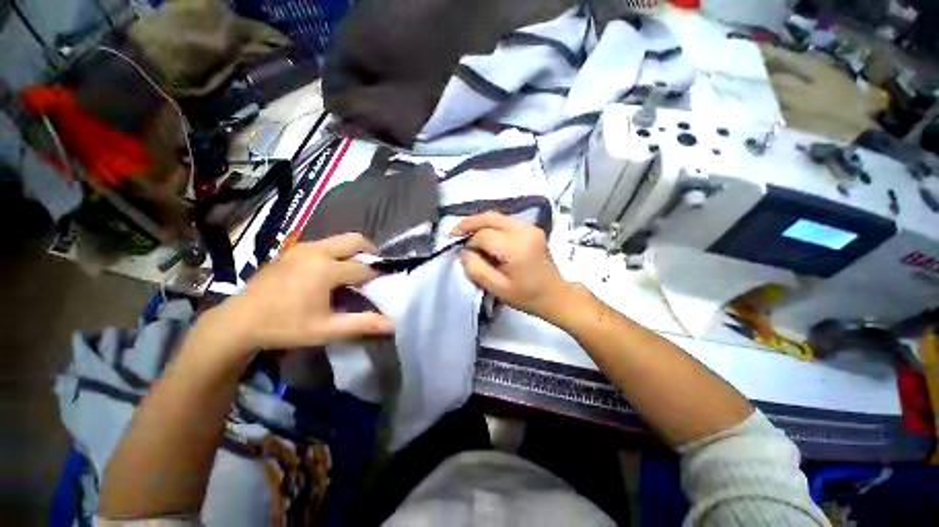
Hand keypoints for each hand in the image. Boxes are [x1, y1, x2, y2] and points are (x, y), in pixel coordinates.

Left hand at [214, 233, 393, 355]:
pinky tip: (330, 271)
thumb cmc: (285, 326)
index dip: (375, 277)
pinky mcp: (292, 249)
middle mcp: (316, 251)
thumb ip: (362, 324)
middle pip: (355, 240)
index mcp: (325, 269)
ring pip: (339, 239)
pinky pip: (324, 243)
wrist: (239, 321)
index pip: (363, 267)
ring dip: (353, 251)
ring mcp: (302, 247)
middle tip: (373, 269)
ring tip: (353, 271)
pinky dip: (337, 252)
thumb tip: (394, 324)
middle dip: (370, 251)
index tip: (379, 287)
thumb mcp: (327, 330)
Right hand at [453, 212, 576, 323]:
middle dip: (470, 223)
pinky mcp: (532, 228)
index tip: (464, 253)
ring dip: (480, 222)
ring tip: (466, 232)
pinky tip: (484, 234)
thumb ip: (476, 269)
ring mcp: (530, 227)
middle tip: (454, 232)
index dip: (470, 242)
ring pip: (497, 216)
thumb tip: (463, 252)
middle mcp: (524, 231)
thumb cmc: (526, 296)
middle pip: (490, 217)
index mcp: (516, 248)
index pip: (484, 235)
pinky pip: (506, 220)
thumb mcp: (497, 288)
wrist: (555, 295)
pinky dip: (491, 224)